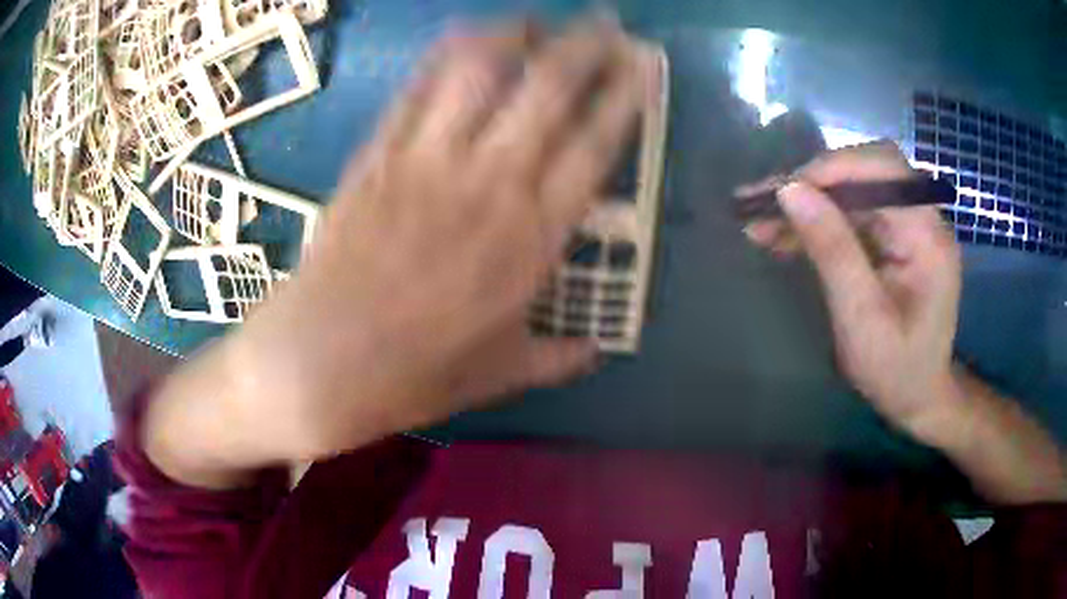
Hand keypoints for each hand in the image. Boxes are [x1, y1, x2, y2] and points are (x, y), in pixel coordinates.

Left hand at [147, 18, 647, 480]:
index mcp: (530, 240)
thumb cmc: (412, 376)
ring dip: (515, 35)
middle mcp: (487, 184)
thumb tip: (595, 352)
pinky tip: (464, 32)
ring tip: (537, 17)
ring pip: (480, 74)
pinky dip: (443, 55)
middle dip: (585, 46)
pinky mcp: (375, 156)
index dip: (625, 98)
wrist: (317, 365)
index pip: (594, 147)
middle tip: (605, 20)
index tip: (644, 64)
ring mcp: (425, 161)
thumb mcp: (497, 376)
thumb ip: (555, 358)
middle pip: (546, 91)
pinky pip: (416, 90)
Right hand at [743, 142, 962, 440]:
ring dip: (809, 202)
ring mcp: (910, 226)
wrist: (918, 396)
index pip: (883, 169)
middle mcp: (924, 218)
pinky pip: (853, 214)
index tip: (782, 191)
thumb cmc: (896, 370)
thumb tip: (790, 191)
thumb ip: (833, 251)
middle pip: (866, 171)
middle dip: (814, 182)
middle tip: (764, 203)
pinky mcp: (895, 238)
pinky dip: (818, 221)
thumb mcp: (862, 319)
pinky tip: (785, 236)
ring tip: (761, 221)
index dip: (832, 169)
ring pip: (854, 191)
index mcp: (928, 236)